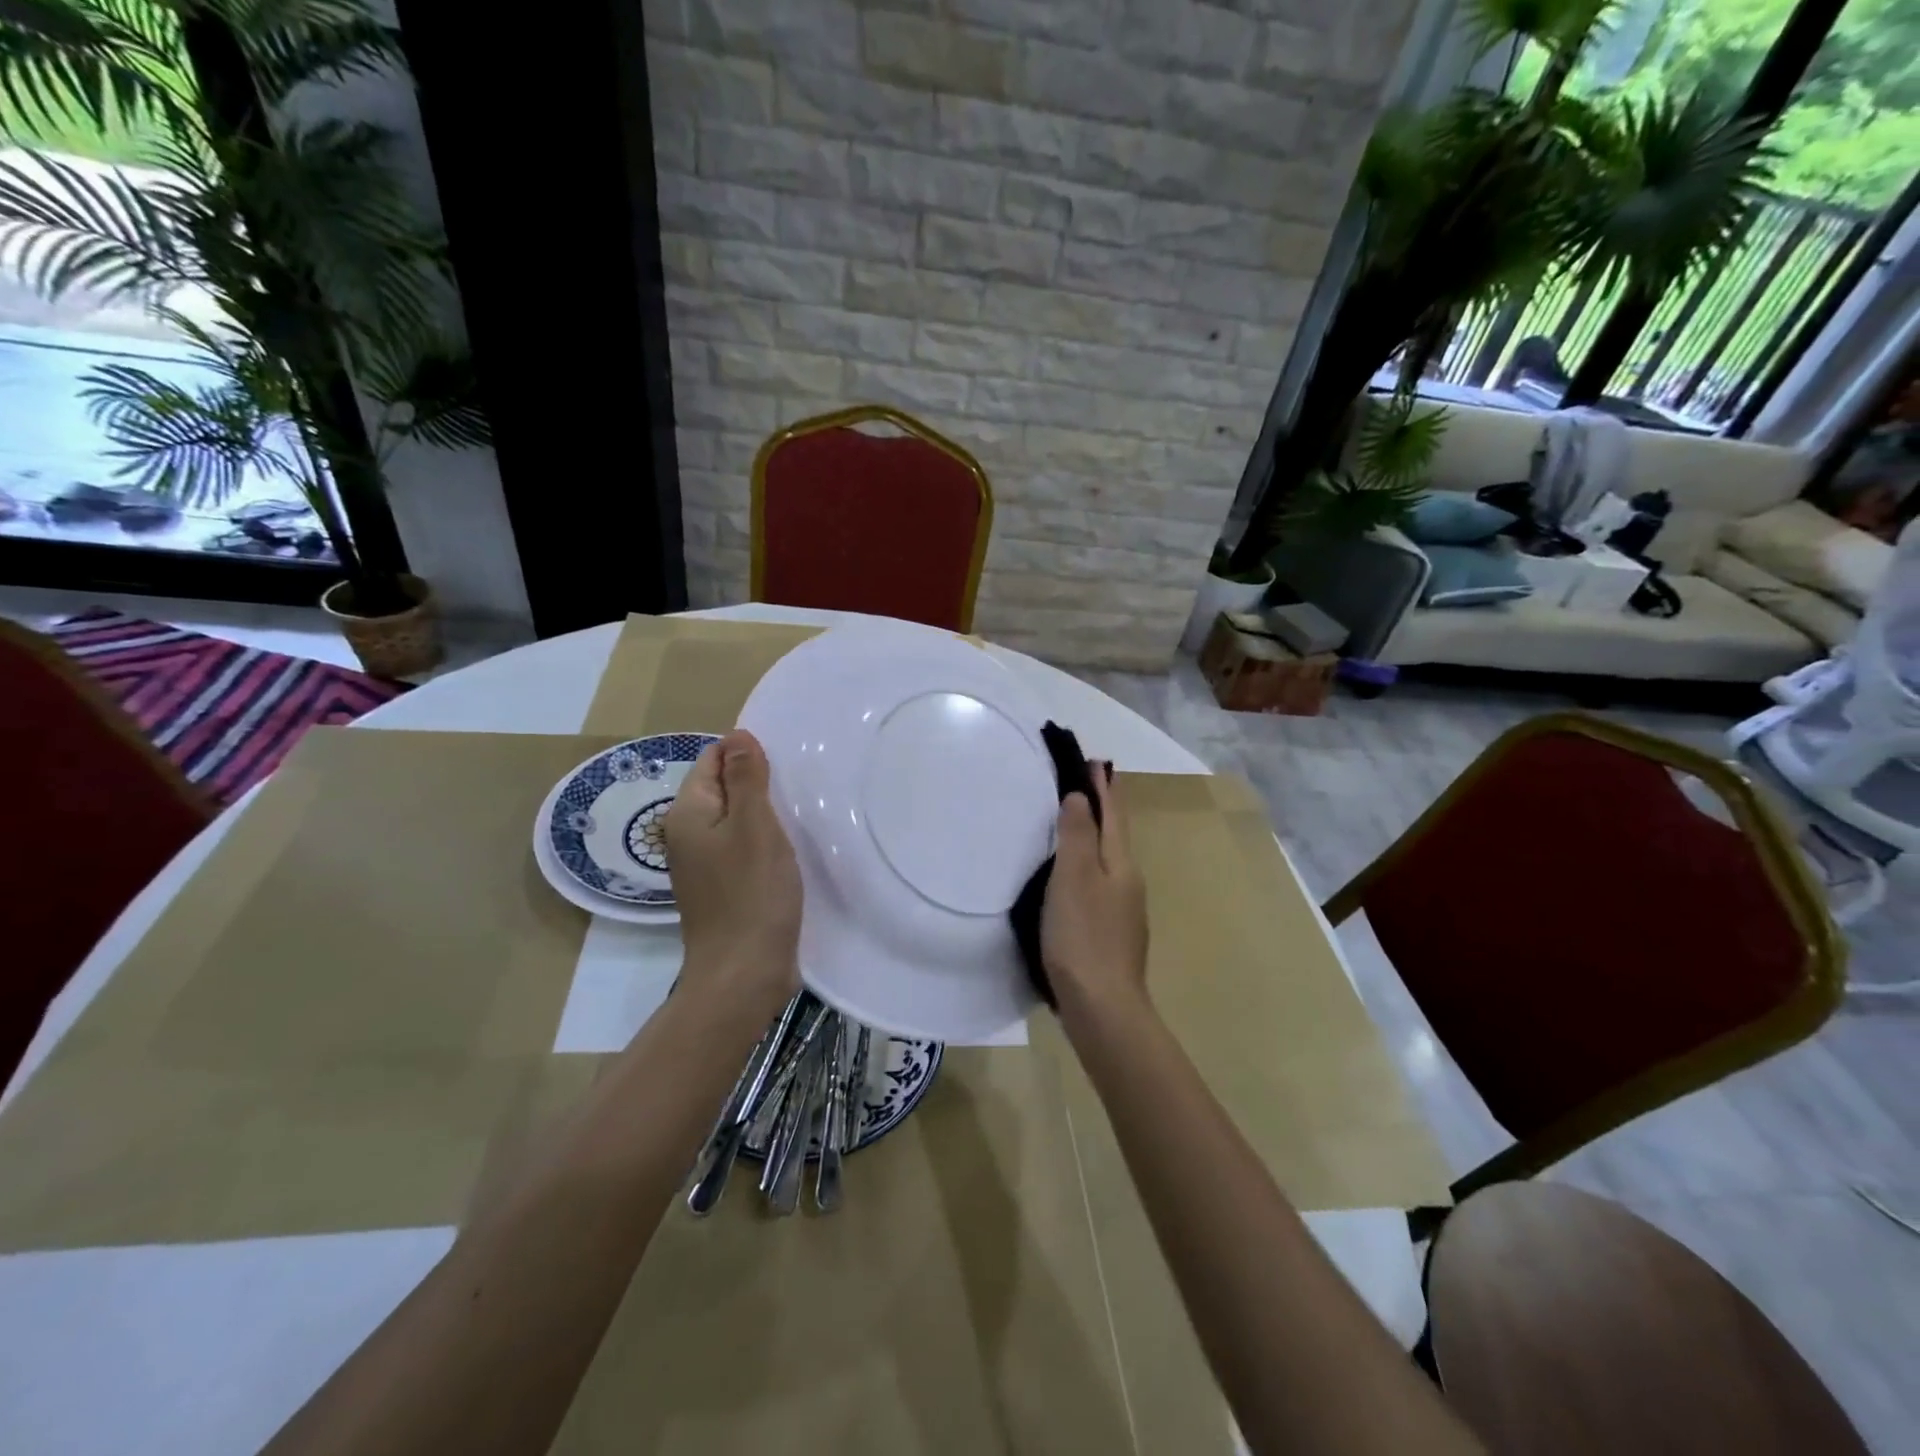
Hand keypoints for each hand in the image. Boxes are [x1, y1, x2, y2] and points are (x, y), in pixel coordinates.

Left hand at [665, 730, 802, 1014]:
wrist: (744, 974)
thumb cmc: (751, 894)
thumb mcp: (754, 826)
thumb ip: (746, 778)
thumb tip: (737, 734)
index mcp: (687, 815)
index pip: (711, 760)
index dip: (745, 754)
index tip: (784, 763)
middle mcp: (688, 836)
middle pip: (723, 790)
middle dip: (758, 784)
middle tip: (799, 787)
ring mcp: (705, 866)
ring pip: (736, 821)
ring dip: (765, 815)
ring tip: (800, 814)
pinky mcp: (724, 889)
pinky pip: (743, 849)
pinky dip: (765, 843)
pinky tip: (790, 849)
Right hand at [1041, 766, 1148, 1026]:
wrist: (1102, 1008)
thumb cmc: (1083, 936)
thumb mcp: (1074, 878)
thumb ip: (1078, 835)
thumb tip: (1081, 796)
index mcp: (1121, 864)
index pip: (1114, 815)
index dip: (1105, 787)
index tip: (1096, 761)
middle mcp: (1128, 882)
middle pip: (1114, 836)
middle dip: (1102, 808)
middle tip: (1084, 784)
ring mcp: (1122, 911)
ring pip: (1107, 862)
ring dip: (1094, 837)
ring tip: (1074, 824)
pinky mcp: (1110, 935)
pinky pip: (1098, 886)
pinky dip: (1086, 868)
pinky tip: (1071, 879)